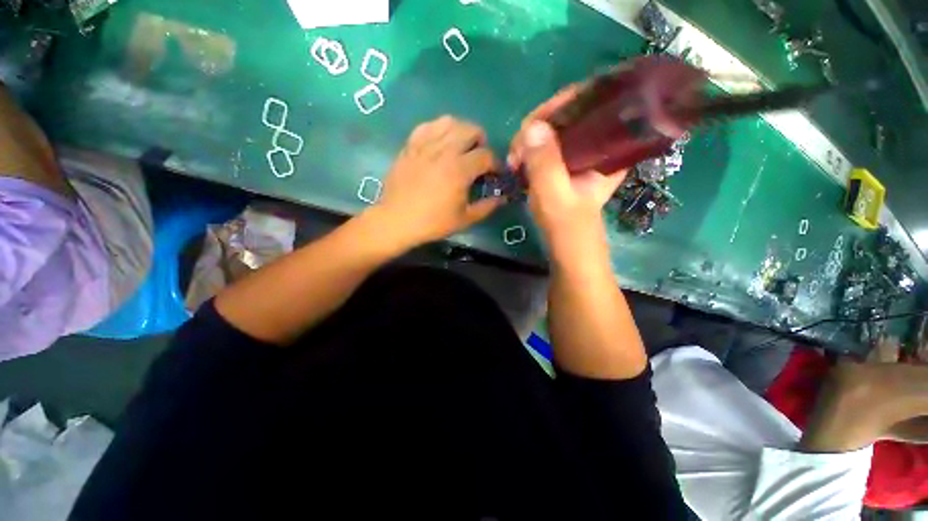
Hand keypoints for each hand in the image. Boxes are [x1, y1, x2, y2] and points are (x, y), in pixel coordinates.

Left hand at [373, 116, 504, 248]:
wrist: (397, 220)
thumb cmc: (433, 222)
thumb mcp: (465, 219)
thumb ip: (487, 206)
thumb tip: (502, 198)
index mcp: (460, 169)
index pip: (487, 155)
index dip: (496, 164)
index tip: (495, 174)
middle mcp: (444, 150)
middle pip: (471, 130)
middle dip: (482, 143)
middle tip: (479, 159)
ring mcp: (425, 145)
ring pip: (450, 122)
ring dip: (462, 131)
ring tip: (461, 147)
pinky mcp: (410, 145)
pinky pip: (427, 126)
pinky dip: (439, 129)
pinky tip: (440, 143)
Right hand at [508, 85, 627, 241]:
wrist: (569, 247)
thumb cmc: (567, 225)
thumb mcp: (555, 194)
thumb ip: (545, 162)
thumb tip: (531, 127)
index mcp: (608, 146)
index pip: (588, 101)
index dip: (558, 105)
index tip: (531, 126)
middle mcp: (598, 143)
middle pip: (569, 113)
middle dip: (538, 126)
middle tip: (517, 150)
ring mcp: (581, 154)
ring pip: (555, 129)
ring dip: (531, 140)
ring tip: (515, 159)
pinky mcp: (567, 165)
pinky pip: (548, 145)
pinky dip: (531, 151)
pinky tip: (520, 162)